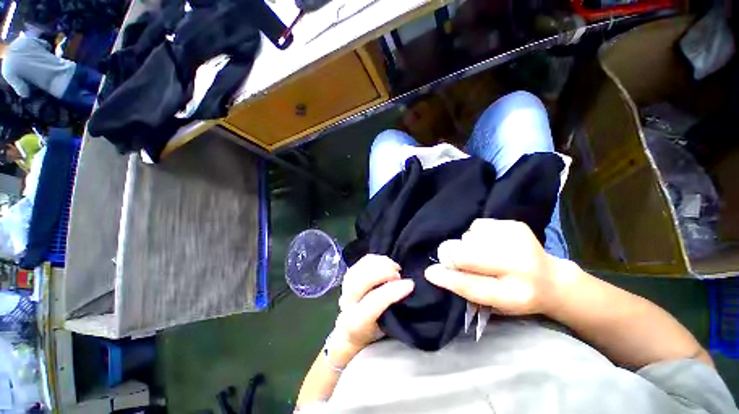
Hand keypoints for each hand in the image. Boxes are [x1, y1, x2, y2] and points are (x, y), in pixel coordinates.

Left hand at [330, 255, 413, 364]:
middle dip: (383, 273)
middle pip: (362, 281)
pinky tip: (387, 263)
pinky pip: (362, 261)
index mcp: (356, 321)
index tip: (410, 284)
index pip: (373, 302)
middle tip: (399, 274)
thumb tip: (407, 289)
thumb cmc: (373, 331)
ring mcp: (345, 286)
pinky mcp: (349, 275)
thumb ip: (394, 311)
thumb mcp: (386, 330)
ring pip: (361, 268)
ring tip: (395, 267)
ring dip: (380, 263)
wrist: (350, 330)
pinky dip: (376, 259)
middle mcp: (347, 303)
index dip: (392, 291)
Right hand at [425, 219, 571, 315]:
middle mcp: (520, 267)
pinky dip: (476, 235)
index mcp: (514, 295)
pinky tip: (489, 243)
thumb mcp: (493, 304)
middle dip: (452, 256)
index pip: (471, 286)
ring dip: (467, 246)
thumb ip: (466, 288)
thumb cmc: (516, 295)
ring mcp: (519, 242)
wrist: (552, 279)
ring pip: (469, 238)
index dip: (447, 278)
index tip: (429, 272)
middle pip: (467, 255)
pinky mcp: (516, 225)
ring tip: (481, 254)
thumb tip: (435, 270)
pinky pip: (477, 226)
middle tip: (452, 258)